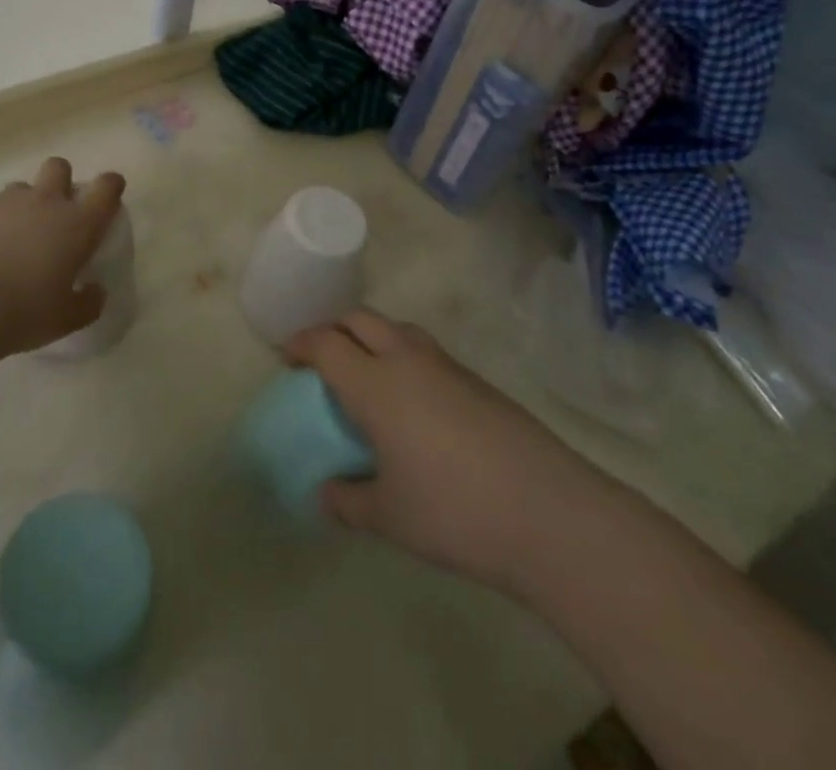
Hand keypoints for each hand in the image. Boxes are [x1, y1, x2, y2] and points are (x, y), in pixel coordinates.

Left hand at [0, 158, 125, 357]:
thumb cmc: (26, 312)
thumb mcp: (68, 318)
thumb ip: (88, 302)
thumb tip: (95, 291)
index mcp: (78, 224)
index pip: (106, 188)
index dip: (110, 186)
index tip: (109, 195)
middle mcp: (45, 202)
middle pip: (59, 167)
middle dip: (61, 181)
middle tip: (56, 213)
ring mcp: (5, 203)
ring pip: (21, 187)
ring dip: (24, 205)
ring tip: (14, 238)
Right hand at [286, 310, 572, 592]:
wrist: (548, 511)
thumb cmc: (454, 511)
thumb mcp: (390, 516)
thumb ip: (349, 501)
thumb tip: (324, 494)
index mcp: (376, 384)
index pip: (326, 343)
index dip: (301, 344)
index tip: (286, 356)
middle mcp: (407, 360)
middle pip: (360, 319)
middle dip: (334, 329)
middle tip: (321, 358)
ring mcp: (446, 366)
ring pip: (397, 328)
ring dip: (372, 336)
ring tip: (366, 373)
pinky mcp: (477, 381)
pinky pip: (425, 351)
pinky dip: (404, 357)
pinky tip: (413, 401)